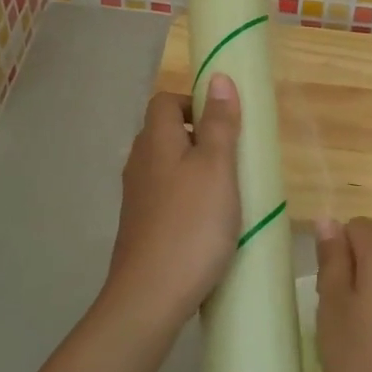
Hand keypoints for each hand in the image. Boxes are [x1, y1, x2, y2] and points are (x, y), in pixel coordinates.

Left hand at [105, 75, 241, 326]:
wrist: (151, 294)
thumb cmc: (192, 225)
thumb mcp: (217, 169)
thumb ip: (220, 124)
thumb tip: (217, 77)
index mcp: (155, 141)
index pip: (165, 100)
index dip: (194, 101)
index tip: (226, 121)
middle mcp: (139, 163)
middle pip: (164, 132)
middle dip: (198, 136)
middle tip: (234, 156)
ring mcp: (136, 197)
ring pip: (165, 166)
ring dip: (194, 169)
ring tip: (228, 190)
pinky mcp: (141, 226)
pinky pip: (165, 196)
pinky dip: (186, 197)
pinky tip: (208, 221)